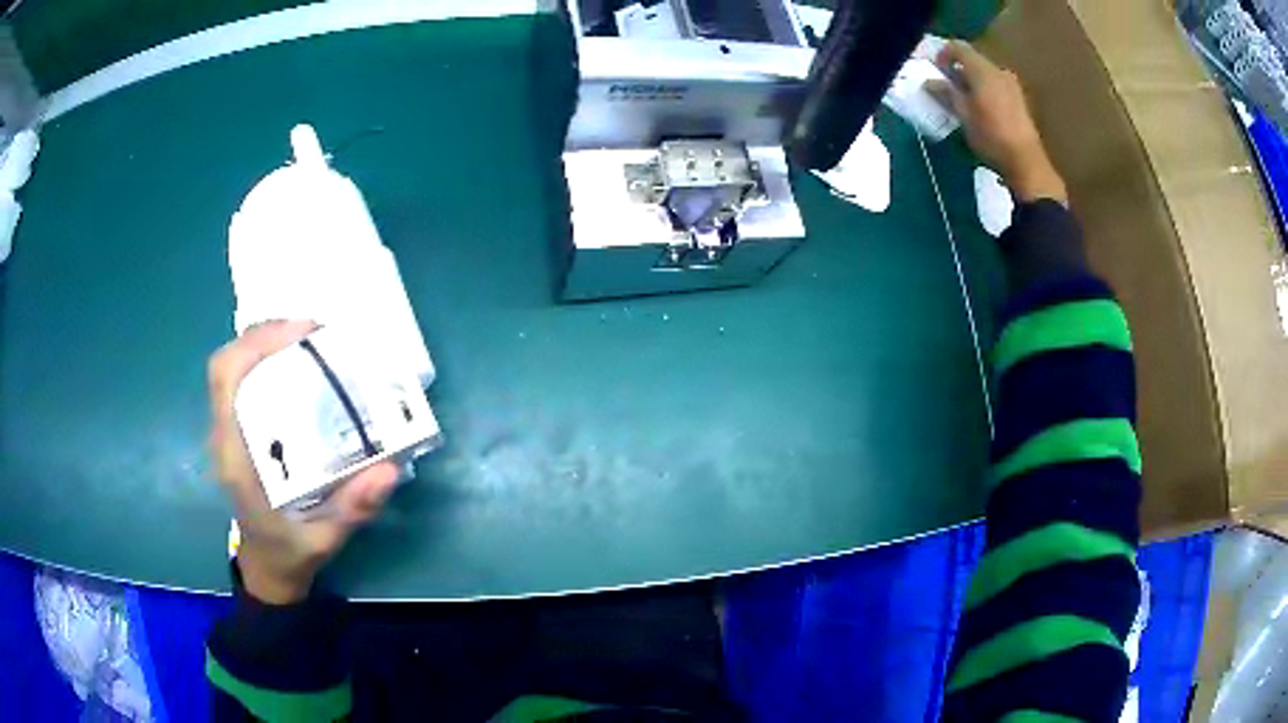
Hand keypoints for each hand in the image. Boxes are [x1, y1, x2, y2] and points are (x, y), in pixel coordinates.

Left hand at [208, 320, 398, 603]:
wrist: (269, 568)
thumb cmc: (291, 552)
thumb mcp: (326, 539)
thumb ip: (352, 508)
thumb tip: (389, 469)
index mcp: (236, 456)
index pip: (227, 379)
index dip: (258, 344)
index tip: (303, 334)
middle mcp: (226, 434)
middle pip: (230, 363)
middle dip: (268, 336)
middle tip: (315, 333)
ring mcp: (230, 430)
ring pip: (236, 368)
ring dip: (269, 344)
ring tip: (311, 342)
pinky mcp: (240, 430)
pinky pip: (245, 381)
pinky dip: (269, 361)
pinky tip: (300, 367)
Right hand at [927, 40, 1067, 204]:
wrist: (1026, 162)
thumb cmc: (991, 136)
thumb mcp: (963, 114)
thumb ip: (946, 93)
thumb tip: (929, 82)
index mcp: (982, 70)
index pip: (957, 48)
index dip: (943, 54)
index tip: (936, 70)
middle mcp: (998, 71)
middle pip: (973, 60)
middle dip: (958, 69)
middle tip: (948, 87)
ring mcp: (1012, 85)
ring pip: (985, 73)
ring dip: (972, 81)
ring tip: (965, 101)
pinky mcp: (1019, 100)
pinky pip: (996, 85)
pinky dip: (985, 90)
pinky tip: (982, 109)